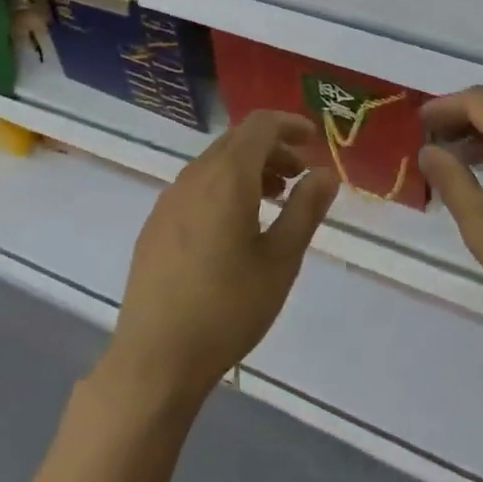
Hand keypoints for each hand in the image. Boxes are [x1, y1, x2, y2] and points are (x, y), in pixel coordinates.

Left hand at [100, 111, 337, 407]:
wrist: (156, 357)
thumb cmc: (228, 308)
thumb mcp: (280, 260)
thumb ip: (305, 209)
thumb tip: (326, 173)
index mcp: (227, 176)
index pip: (260, 125)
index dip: (289, 124)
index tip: (314, 139)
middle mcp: (194, 175)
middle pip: (237, 141)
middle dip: (272, 148)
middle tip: (300, 176)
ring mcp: (170, 198)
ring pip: (215, 163)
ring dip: (248, 168)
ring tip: (273, 200)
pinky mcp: (156, 222)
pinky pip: (196, 185)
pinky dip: (224, 186)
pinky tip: (235, 226)